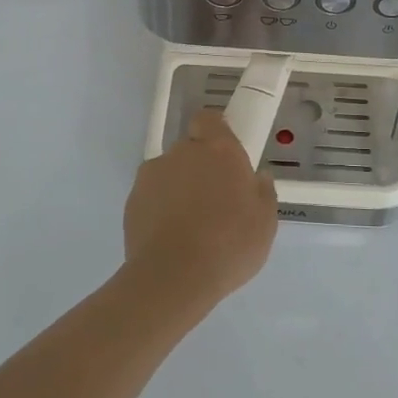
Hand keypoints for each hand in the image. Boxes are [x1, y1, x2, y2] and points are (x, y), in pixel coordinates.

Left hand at [122, 110, 278, 309]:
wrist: (173, 278)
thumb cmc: (229, 244)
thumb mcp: (265, 222)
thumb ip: (263, 191)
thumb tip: (256, 178)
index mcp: (218, 150)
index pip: (209, 119)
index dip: (215, 133)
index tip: (225, 156)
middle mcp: (182, 153)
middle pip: (190, 149)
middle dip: (200, 167)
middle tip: (215, 200)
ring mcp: (152, 175)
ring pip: (169, 173)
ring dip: (179, 188)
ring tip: (190, 225)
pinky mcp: (132, 200)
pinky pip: (151, 197)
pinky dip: (160, 209)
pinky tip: (171, 238)